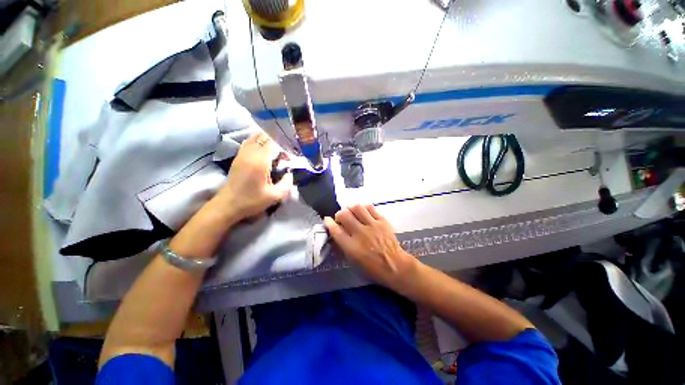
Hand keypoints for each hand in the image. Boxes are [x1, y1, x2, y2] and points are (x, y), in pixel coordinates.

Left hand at [213, 132, 292, 221]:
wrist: (228, 205)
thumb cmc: (251, 201)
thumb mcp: (274, 196)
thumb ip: (287, 184)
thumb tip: (290, 174)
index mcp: (260, 162)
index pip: (273, 143)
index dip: (284, 147)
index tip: (289, 158)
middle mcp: (250, 154)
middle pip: (264, 137)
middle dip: (276, 141)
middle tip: (284, 153)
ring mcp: (242, 154)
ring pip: (255, 137)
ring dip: (266, 140)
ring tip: (275, 150)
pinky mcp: (238, 157)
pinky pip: (248, 142)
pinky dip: (257, 142)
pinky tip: (263, 150)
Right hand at [324, 204, 417, 288]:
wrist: (395, 266)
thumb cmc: (372, 268)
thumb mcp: (353, 261)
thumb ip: (343, 246)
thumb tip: (337, 233)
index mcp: (352, 247)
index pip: (336, 230)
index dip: (329, 223)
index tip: (327, 220)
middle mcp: (360, 233)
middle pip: (344, 215)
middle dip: (339, 214)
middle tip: (341, 218)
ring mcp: (372, 225)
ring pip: (357, 208)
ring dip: (351, 209)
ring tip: (352, 213)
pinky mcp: (382, 221)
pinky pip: (370, 208)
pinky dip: (364, 208)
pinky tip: (363, 212)